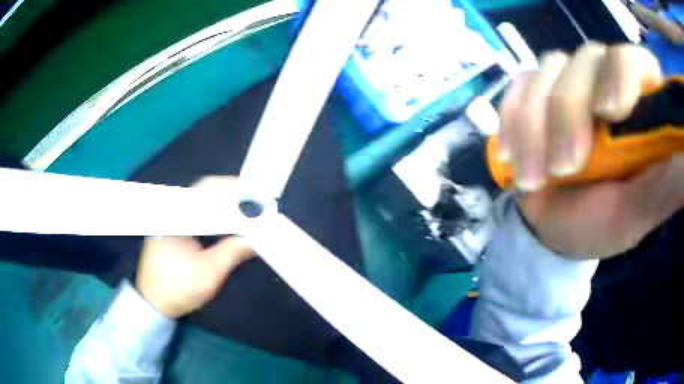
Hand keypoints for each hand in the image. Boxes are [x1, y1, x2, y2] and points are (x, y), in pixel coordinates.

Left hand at [135, 177, 253, 318]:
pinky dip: (214, 217)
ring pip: (202, 204)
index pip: (206, 189)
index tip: (253, 193)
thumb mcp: (210, 272)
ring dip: (223, 207)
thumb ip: (234, 251)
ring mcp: (172, 220)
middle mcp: (173, 211)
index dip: (231, 187)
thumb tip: (257, 237)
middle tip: (255, 203)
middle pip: (205, 193)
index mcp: (177, 215)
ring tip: (246, 212)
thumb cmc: (178, 288)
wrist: (154, 304)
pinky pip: (197, 216)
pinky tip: (228, 224)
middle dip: (230, 196)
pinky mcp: (174, 231)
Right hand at [499, 43, 683, 258]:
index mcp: (638, 104)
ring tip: (534, 178)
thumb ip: (666, 185)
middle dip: (571, 112)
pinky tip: (511, 156)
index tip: (611, 112)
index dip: (623, 73)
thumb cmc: (602, 224)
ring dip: (536, 124)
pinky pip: (518, 87)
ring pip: (549, 71)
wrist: (556, 230)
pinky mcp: (535, 93)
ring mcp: (568, 82)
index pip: (633, 60)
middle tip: (566, 168)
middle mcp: (605, 79)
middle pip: (587, 60)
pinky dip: (512, 119)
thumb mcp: (638, 212)